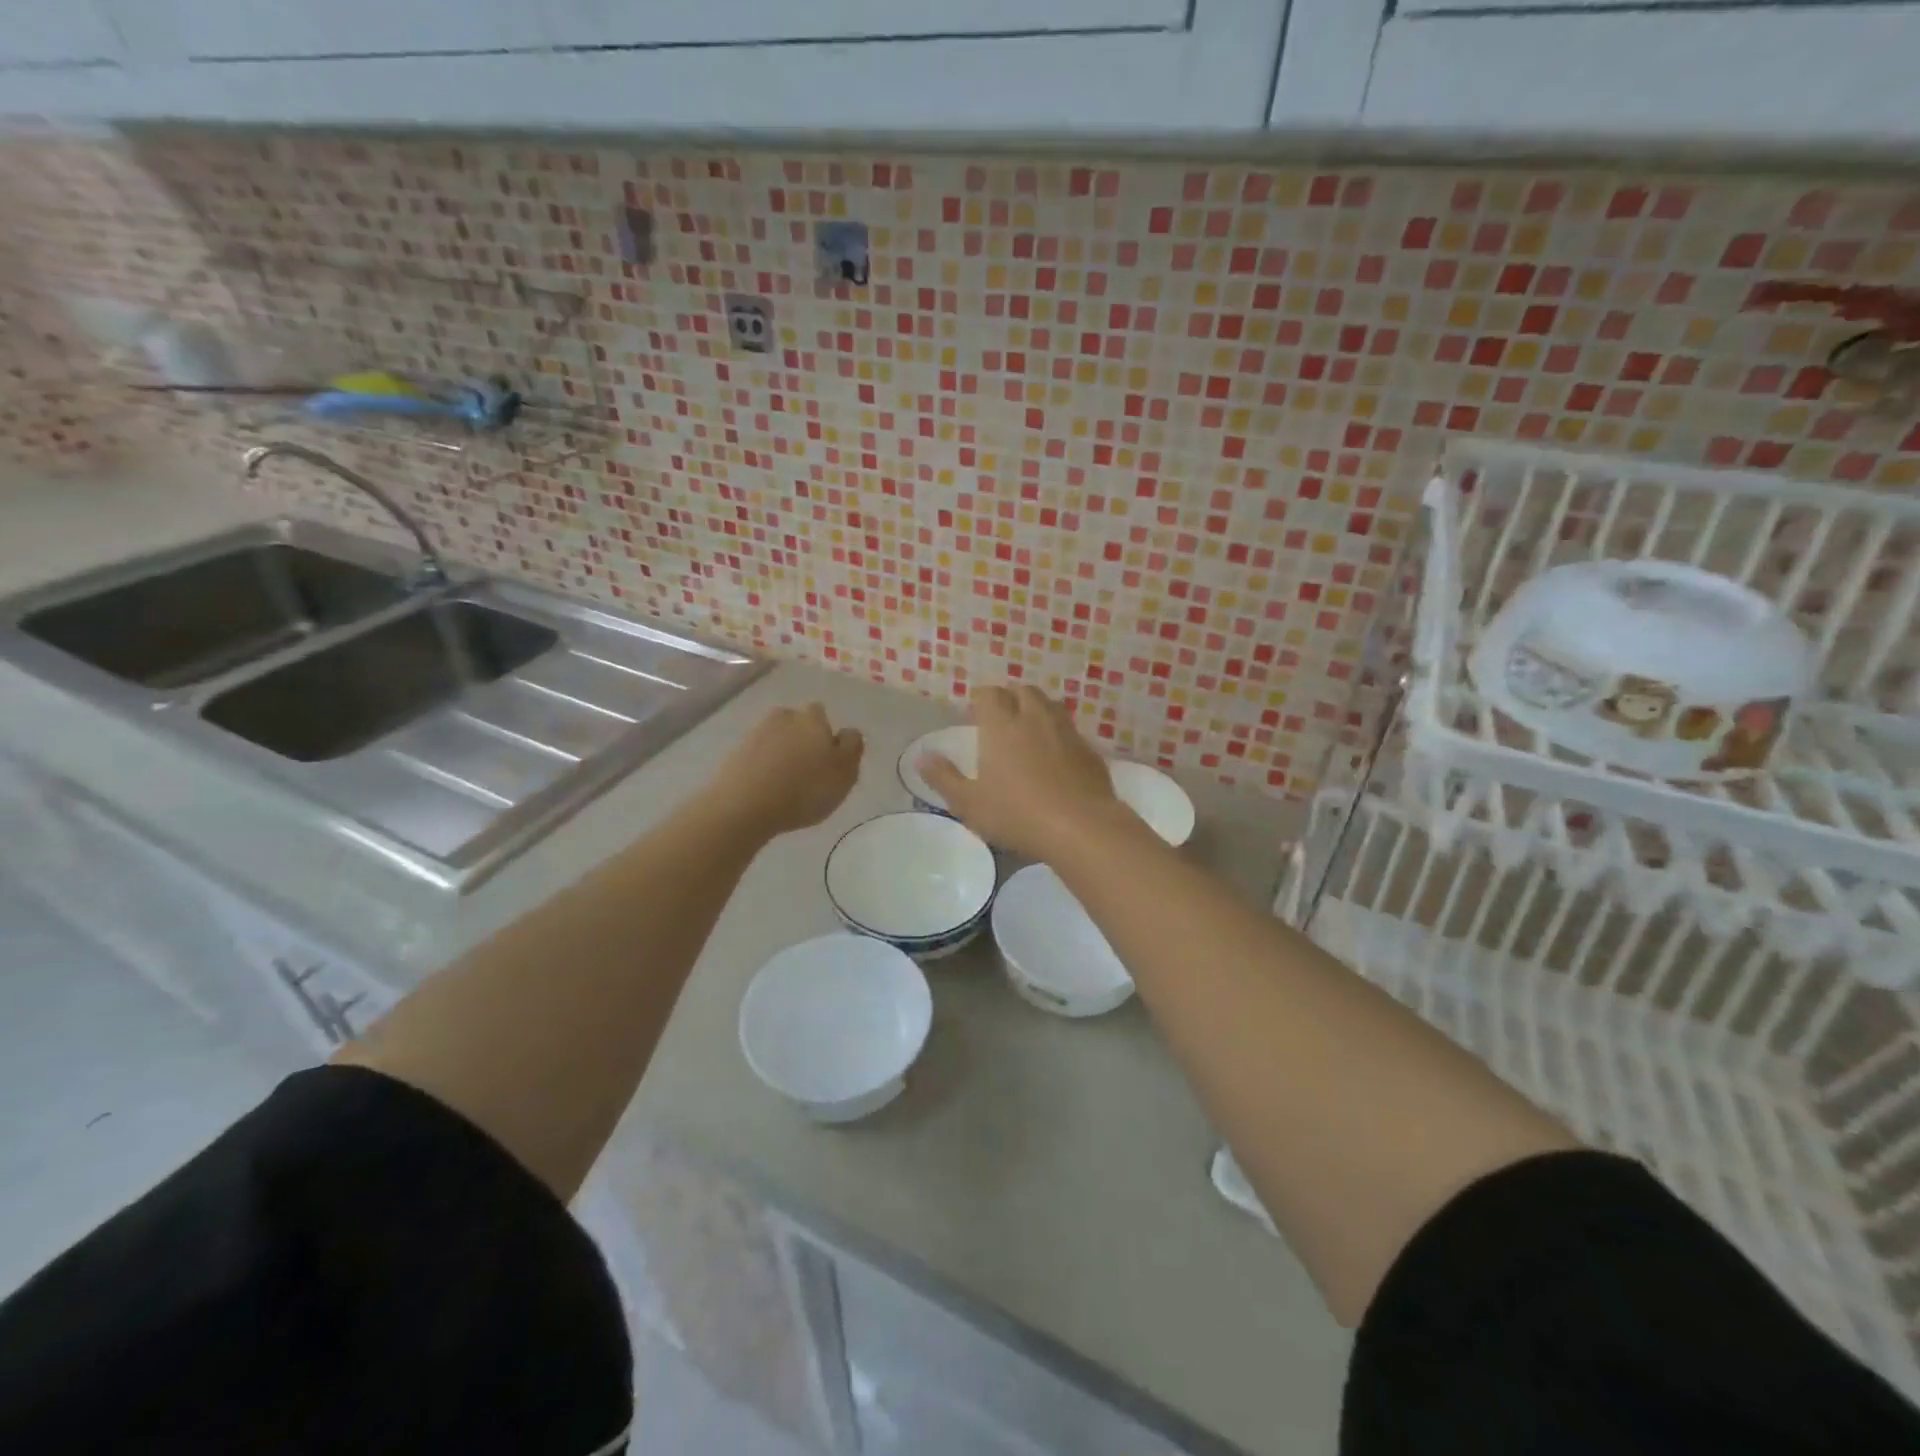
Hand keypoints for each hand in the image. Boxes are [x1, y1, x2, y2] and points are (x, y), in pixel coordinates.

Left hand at [707, 704, 863, 836]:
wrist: (744, 806)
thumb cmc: (805, 789)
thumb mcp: (845, 772)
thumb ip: (852, 747)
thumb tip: (847, 732)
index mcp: (812, 718)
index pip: (823, 715)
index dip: (827, 736)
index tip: (828, 760)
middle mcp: (783, 717)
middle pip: (797, 724)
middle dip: (802, 740)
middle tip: (808, 770)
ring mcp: (755, 733)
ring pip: (776, 738)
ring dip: (782, 753)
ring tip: (786, 783)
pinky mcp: (734, 753)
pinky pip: (757, 756)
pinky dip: (763, 766)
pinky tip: (766, 788)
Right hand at [918, 686, 1129, 859]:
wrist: (1080, 827)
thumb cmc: (1016, 814)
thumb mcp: (969, 803)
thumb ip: (943, 778)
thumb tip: (922, 757)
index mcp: (1001, 725)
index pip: (989, 694)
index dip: (980, 698)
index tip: (974, 712)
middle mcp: (1034, 718)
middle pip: (1022, 691)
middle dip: (1010, 697)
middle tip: (1001, 716)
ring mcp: (1066, 731)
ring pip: (1050, 705)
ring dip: (1037, 709)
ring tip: (1029, 729)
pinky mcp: (1089, 750)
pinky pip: (1070, 730)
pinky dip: (1059, 734)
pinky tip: (1057, 756)